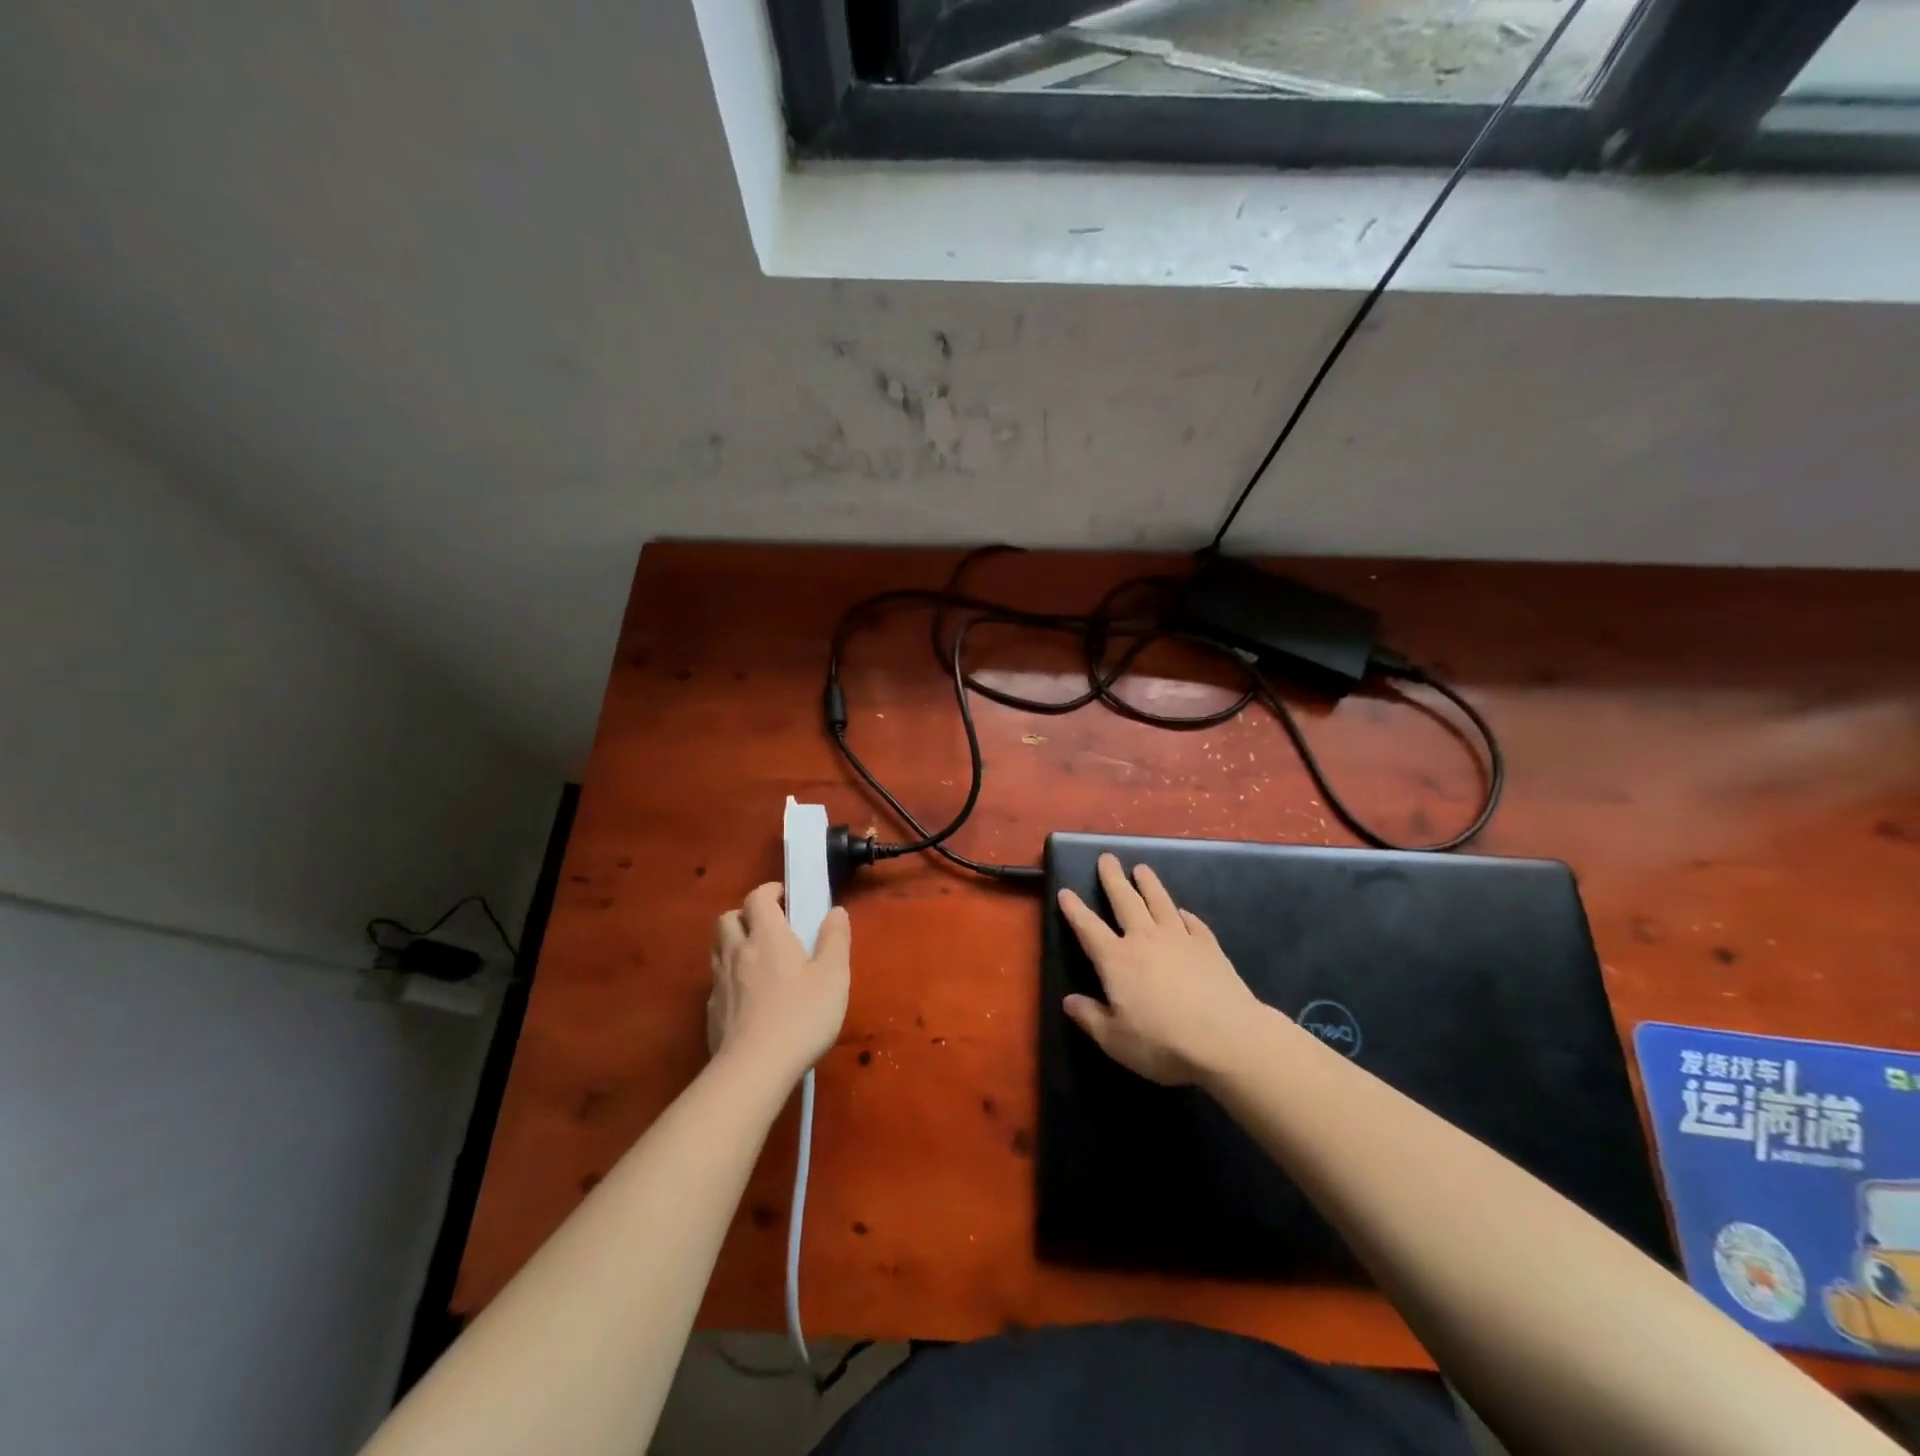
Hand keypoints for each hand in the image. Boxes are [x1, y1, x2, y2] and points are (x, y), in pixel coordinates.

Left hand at [708, 883, 850, 1086]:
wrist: (754, 1069)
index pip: (757, 898)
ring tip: (755, 957)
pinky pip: (716, 981)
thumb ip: (835, 940)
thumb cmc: (801, 1016)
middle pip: (728, 918)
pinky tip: (746, 996)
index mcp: (767, 936)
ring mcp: (719, 982)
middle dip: (745, 915)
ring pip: (717, 948)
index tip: (785, 897)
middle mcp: (738, 951)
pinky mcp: (711, 1012)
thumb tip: (835, 911)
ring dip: (733, 942)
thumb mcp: (833, 976)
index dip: (769, 891)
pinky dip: (729, 977)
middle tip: (768, 927)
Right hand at [1056, 853, 1259, 1085]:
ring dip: (1149, 884)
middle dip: (1113, 878)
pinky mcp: (1208, 946)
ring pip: (1160, 902)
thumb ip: (1090, 1018)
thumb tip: (1069, 1001)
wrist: (1227, 1038)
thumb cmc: (1163, 1042)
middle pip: (1126, 901)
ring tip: (1141, 868)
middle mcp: (1145, 939)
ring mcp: (1180, 938)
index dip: (1075, 910)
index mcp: (1117, 960)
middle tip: (1107, 858)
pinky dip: (1185, 914)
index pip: (1089, 928)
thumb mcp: (1115, 1040)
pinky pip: (1193, 923)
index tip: (1065, 891)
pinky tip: (1183, 912)